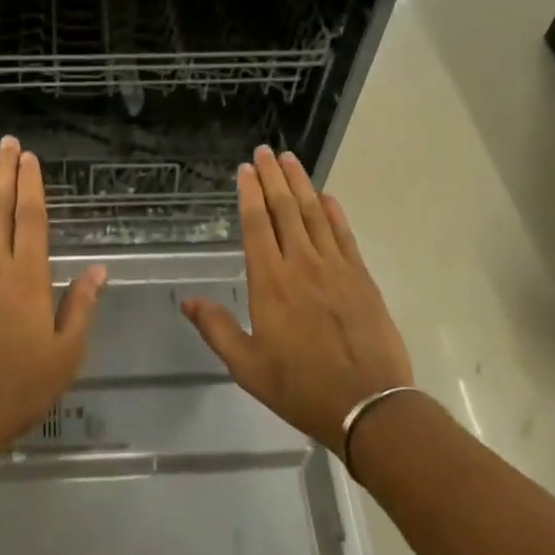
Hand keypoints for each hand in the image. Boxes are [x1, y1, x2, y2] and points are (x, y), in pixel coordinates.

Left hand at [0, 136, 106, 451]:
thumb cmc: (17, 388)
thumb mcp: (65, 354)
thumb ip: (80, 307)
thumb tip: (99, 270)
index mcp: (28, 277)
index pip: (31, 218)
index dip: (31, 185)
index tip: (29, 158)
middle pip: (0, 208)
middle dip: (5, 173)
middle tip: (7, 143)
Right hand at [181, 147, 411, 450]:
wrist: (368, 404)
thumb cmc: (299, 386)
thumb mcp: (247, 366)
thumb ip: (216, 329)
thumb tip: (187, 302)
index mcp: (270, 283)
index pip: (256, 225)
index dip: (249, 194)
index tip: (244, 169)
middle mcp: (301, 265)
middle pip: (285, 210)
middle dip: (273, 178)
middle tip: (265, 151)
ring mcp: (335, 268)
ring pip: (315, 215)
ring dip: (301, 185)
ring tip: (290, 160)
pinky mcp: (361, 278)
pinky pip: (344, 235)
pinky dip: (334, 212)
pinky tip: (327, 197)